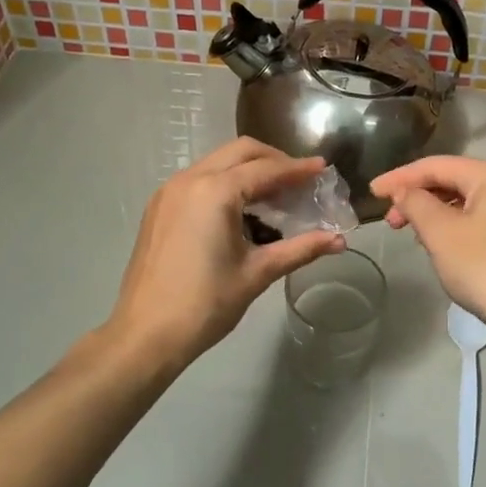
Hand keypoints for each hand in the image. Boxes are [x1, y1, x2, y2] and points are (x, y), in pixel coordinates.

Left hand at [109, 138, 346, 368]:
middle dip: (273, 160)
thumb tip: (339, 241)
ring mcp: (169, 192)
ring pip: (217, 163)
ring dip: (248, 170)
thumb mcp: (257, 273)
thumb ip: (300, 249)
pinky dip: (225, 183)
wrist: (145, 334)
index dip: (298, 169)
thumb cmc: (205, 304)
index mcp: (215, 192)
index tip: (323, 168)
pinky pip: (199, 180)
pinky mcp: (159, 208)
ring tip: (275, 196)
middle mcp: (189, 180)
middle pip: (240, 152)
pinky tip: (241, 211)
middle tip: (299, 180)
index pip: (266, 169)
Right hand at [371, 156, 485, 331]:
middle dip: (417, 197)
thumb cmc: (482, 265)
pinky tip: (439, 246)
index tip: (372, 192)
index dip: (400, 177)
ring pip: (465, 202)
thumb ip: (415, 203)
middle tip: (391, 220)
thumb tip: (404, 192)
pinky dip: (452, 227)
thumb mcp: (439, 231)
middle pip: (452, 181)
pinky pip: (477, 220)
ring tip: (412, 234)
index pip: (436, 165)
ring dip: (433, 213)